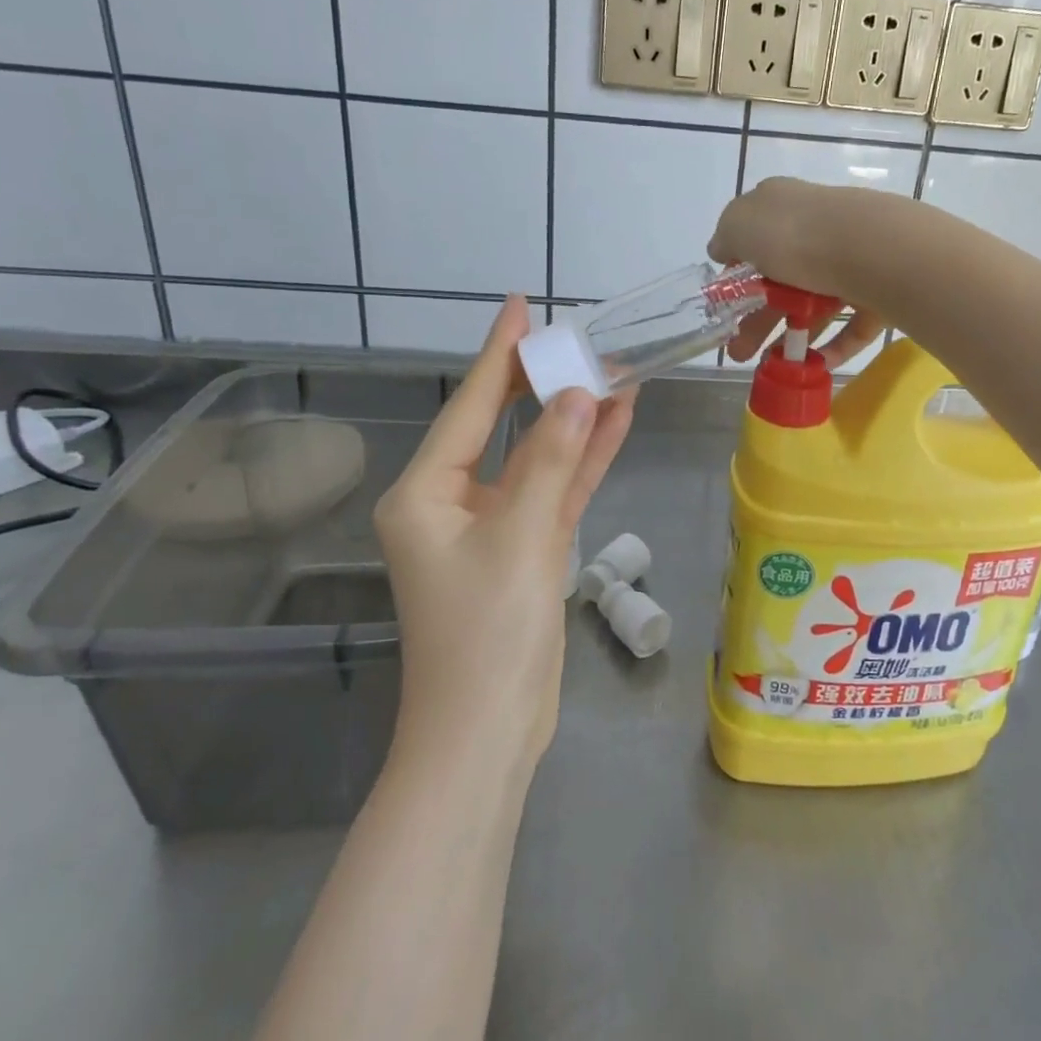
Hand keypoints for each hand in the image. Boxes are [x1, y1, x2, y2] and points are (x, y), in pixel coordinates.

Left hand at [373, 297, 633, 773]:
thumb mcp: (519, 538)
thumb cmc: (486, 634)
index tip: (518, 308)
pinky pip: (554, 491)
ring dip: (574, 420)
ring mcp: (491, 525)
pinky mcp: (525, 548)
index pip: (467, 406)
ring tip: (614, 370)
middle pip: (501, 425)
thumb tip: (581, 393)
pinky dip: (582, 461)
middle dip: (540, 382)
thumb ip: (550, 461)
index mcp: (424, 493)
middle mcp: (451, 501)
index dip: (498, 355)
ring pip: (537, 457)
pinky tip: (616, 423)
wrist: (489, 733)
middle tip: (577, 336)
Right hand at [708, 177, 894, 366]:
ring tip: (772, 365)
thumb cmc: (793, 235)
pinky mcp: (880, 290)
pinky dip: (834, 345)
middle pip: (782, 278)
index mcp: (784, 207)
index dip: (738, 272)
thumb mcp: (740, 226)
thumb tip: (722, 249)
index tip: (726, 305)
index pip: (755, 237)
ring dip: (791, 335)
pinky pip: (853, 323)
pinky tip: (815, 364)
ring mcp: (852, 260)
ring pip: (816, 303)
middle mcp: (819, 228)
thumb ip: (726, 237)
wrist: (870, 250)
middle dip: (757, 318)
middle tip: (739, 351)